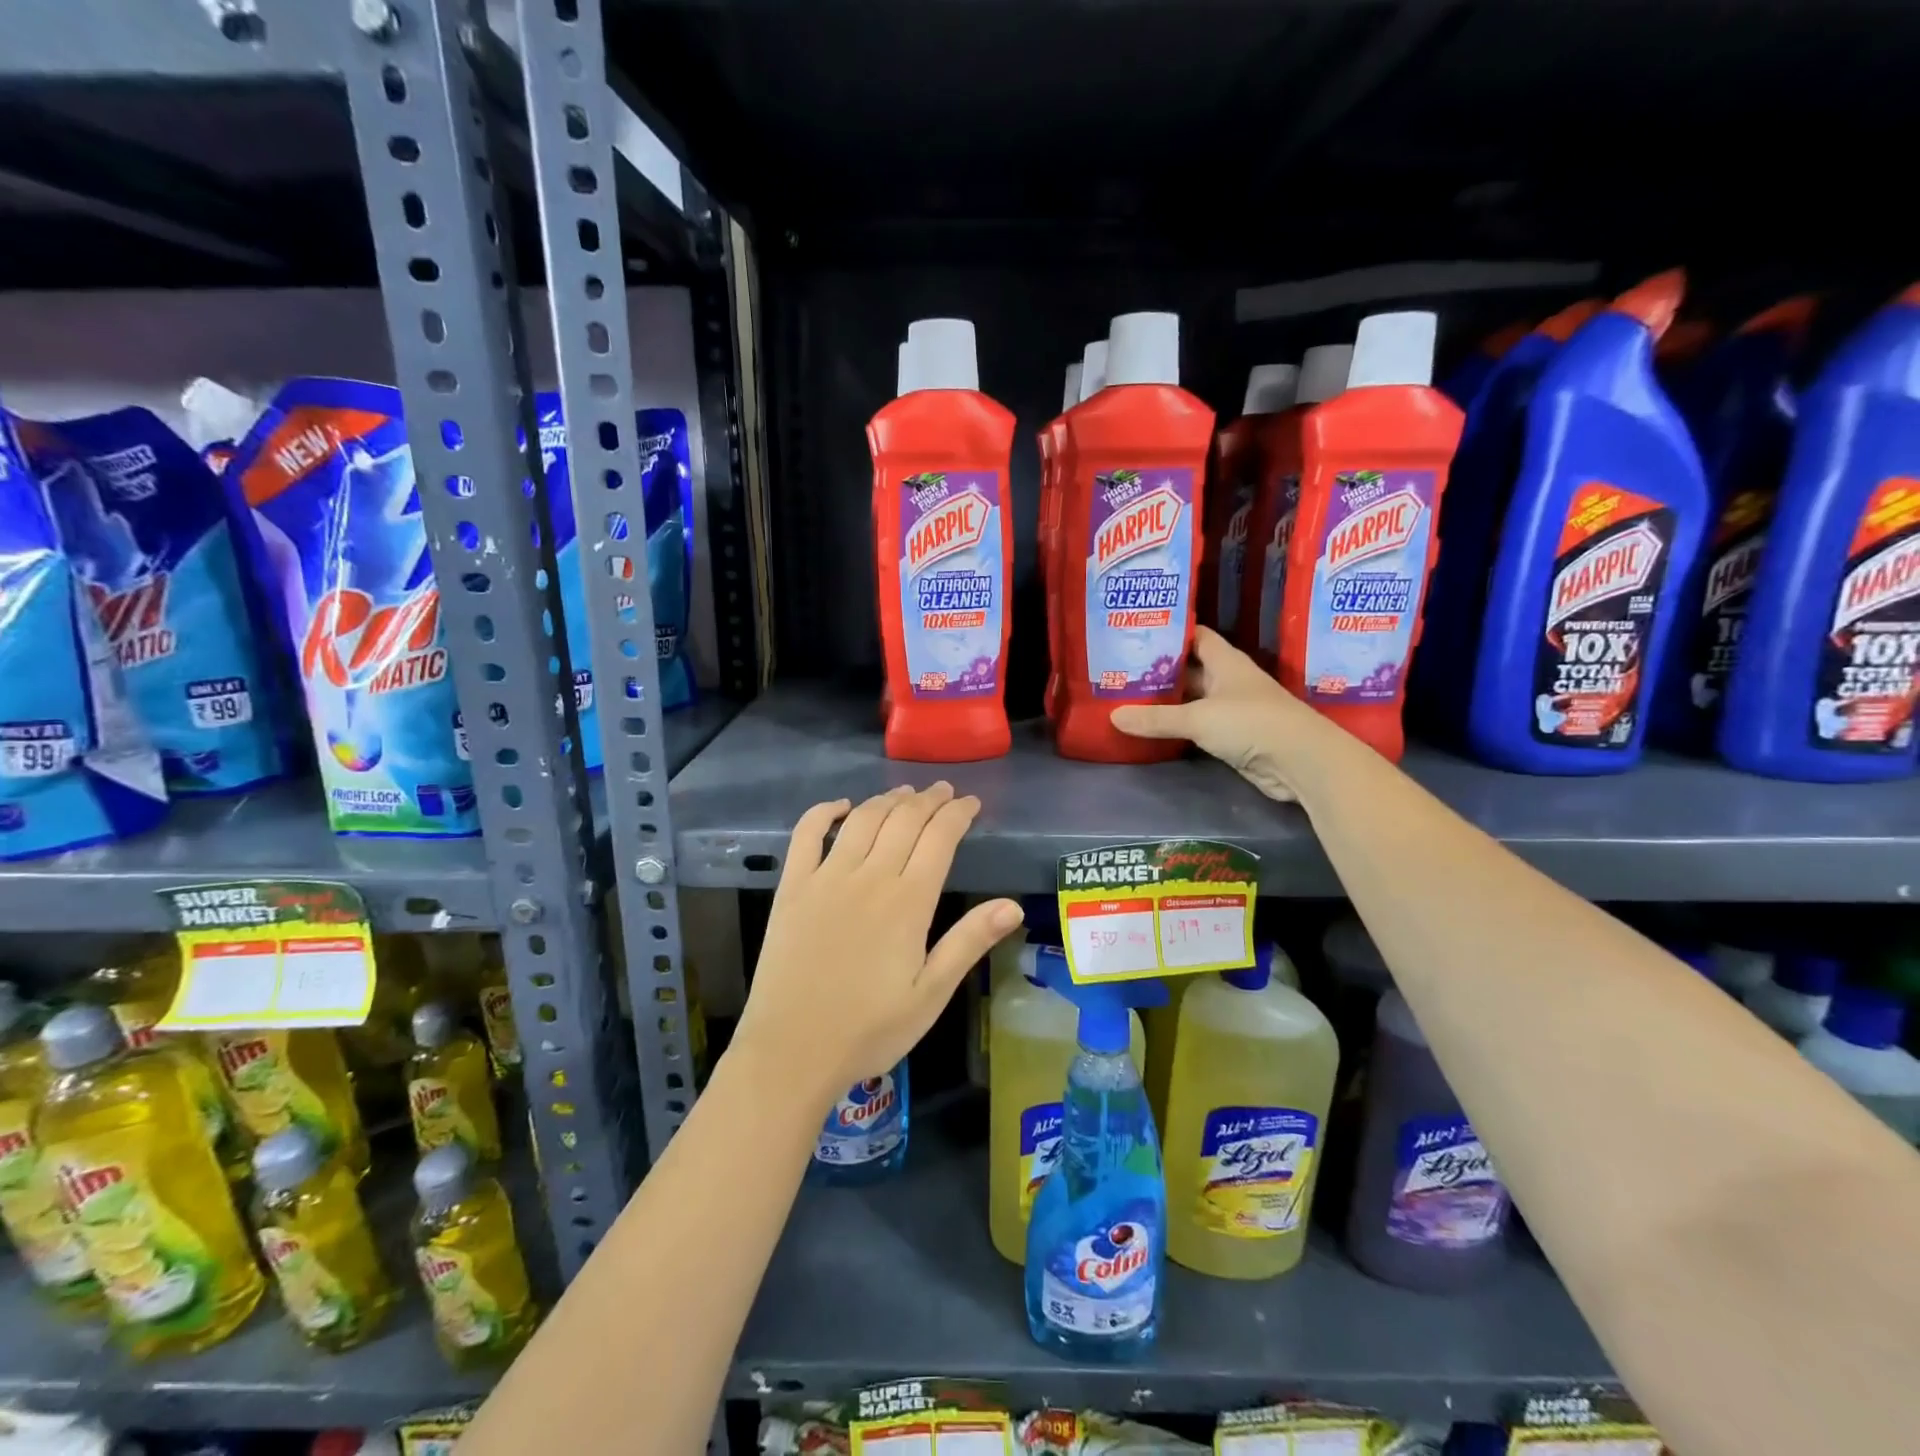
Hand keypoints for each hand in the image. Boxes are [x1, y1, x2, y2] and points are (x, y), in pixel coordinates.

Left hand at [730, 783, 1022, 1106]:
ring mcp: (826, 878)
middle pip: (904, 820)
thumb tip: (1014, 905)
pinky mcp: (792, 887)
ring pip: (863, 820)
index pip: (940, 838)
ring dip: (887, 799)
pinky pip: (807, 834)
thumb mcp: (931, 994)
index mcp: (908, 902)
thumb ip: (969, 942)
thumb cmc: (869, 1029)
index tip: (972, 803)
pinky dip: (825, 812)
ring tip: (905, 793)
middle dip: (928, 800)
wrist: (792, 1051)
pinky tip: (841, 806)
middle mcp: (869, 877)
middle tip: (944, 791)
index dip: (958, 814)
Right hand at [1109, 626, 1330, 800]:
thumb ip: (1156, 718)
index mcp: (1225, 661)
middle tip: (1120, 668)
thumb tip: (1113, 716)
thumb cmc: (1251, 722)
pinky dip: (1176, 725)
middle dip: (1159, 669)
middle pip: (1189, 668)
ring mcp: (1231, 709)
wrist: (1299, 761)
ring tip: (1127, 695)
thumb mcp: (1198, 718)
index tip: (1137, 632)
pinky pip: (1196, 725)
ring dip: (1166, 700)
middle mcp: (1228, 680)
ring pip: (1191, 699)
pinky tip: (1150, 726)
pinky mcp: (1231, 736)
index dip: (1170, 632)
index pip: (1195, 636)